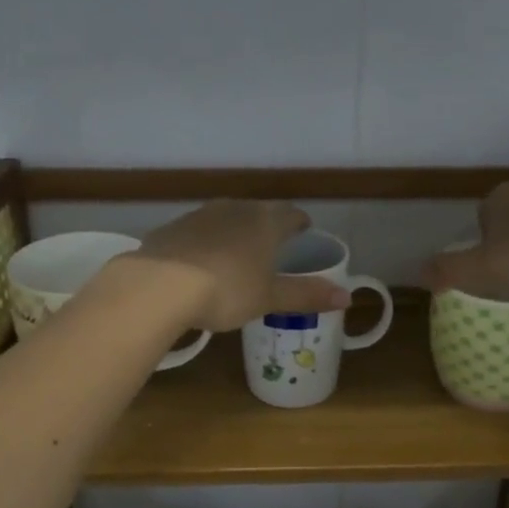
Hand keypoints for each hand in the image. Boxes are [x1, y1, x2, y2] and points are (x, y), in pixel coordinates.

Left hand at [129, 201, 351, 331]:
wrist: (160, 285)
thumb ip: (306, 295)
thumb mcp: (269, 298)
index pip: (290, 214)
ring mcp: (199, 215)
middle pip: (258, 211)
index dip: (299, 222)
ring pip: (225, 218)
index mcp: (265, 222)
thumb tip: (348, 297)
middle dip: (267, 225)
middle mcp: (234, 209)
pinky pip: (197, 231)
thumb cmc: (227, 290)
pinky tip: (200, 261)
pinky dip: (205, 242)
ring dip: (234, 231)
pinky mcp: (172, 228)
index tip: (304, 229)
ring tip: (237, 251)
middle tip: (273, 243)